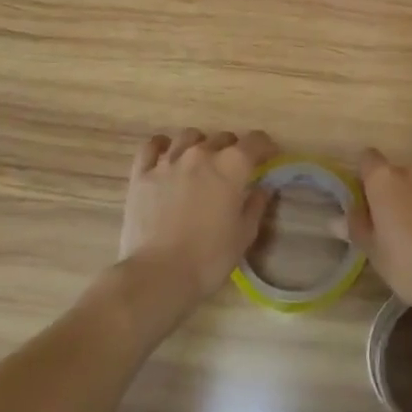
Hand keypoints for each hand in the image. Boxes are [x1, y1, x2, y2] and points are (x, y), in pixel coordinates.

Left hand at [118, 129, 274, 314]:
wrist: (159, 275)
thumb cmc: (209, 258)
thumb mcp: (244, 235)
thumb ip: (256, 205)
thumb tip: (263, 188)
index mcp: (231, 166)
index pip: (255, 141)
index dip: (265, 146)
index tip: (269, 156)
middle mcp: (201, 154)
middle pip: (222, 138)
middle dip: (233, 148)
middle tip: (234, 168)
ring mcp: (168, 161)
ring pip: (188, 136)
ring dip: (200, 144)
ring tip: (201, 160)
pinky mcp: (142, 173)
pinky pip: (152, 146)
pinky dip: (162, 145)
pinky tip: (166, 154)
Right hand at [338, 149, 411, 323]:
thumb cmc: (407, 264)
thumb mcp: (373, 252)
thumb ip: (357, 228)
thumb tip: (337, 218)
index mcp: (384, 180)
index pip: (368, 159)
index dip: (367, 175)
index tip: (368, 196)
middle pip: (400, 172)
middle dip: (399, 190)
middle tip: (399, 221)